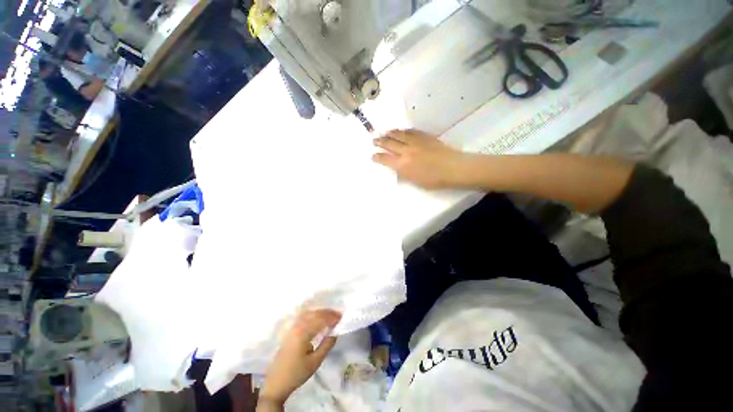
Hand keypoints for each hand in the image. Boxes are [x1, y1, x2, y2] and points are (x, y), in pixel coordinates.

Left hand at [259, 310, 341, 405]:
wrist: (276, 383)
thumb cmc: (297, 373)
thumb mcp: (315, 362)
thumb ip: (327, 345)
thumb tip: (336, 332)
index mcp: (303, 333)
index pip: (320, 320)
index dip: (331, 317)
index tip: (341, 318)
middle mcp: (297, 327)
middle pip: (314, 314)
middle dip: (327, 313)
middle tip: (338, 315)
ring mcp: (292, 328)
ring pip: (309, 314)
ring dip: (320, 312)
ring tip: (331, 315)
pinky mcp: (290, 331)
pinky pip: (303, 317)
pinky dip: (313, 315)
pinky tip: (318, 318)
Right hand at [373, 129, 468, 188]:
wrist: (453, 168)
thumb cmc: (434, 180)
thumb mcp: (415, 182)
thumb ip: (404, 173)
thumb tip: (397, 167)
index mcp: (403, 165)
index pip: (385, 159)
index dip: (377, 157)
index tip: (372, 156)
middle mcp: (406, 151)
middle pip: (389, 144)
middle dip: (380, 142)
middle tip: (374, 140)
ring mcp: (415, 142)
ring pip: (399, 134)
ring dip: (390, 133)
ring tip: (384, 132)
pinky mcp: (424, 136)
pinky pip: (411, 131)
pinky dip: (403, 131)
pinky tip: (401, 130)